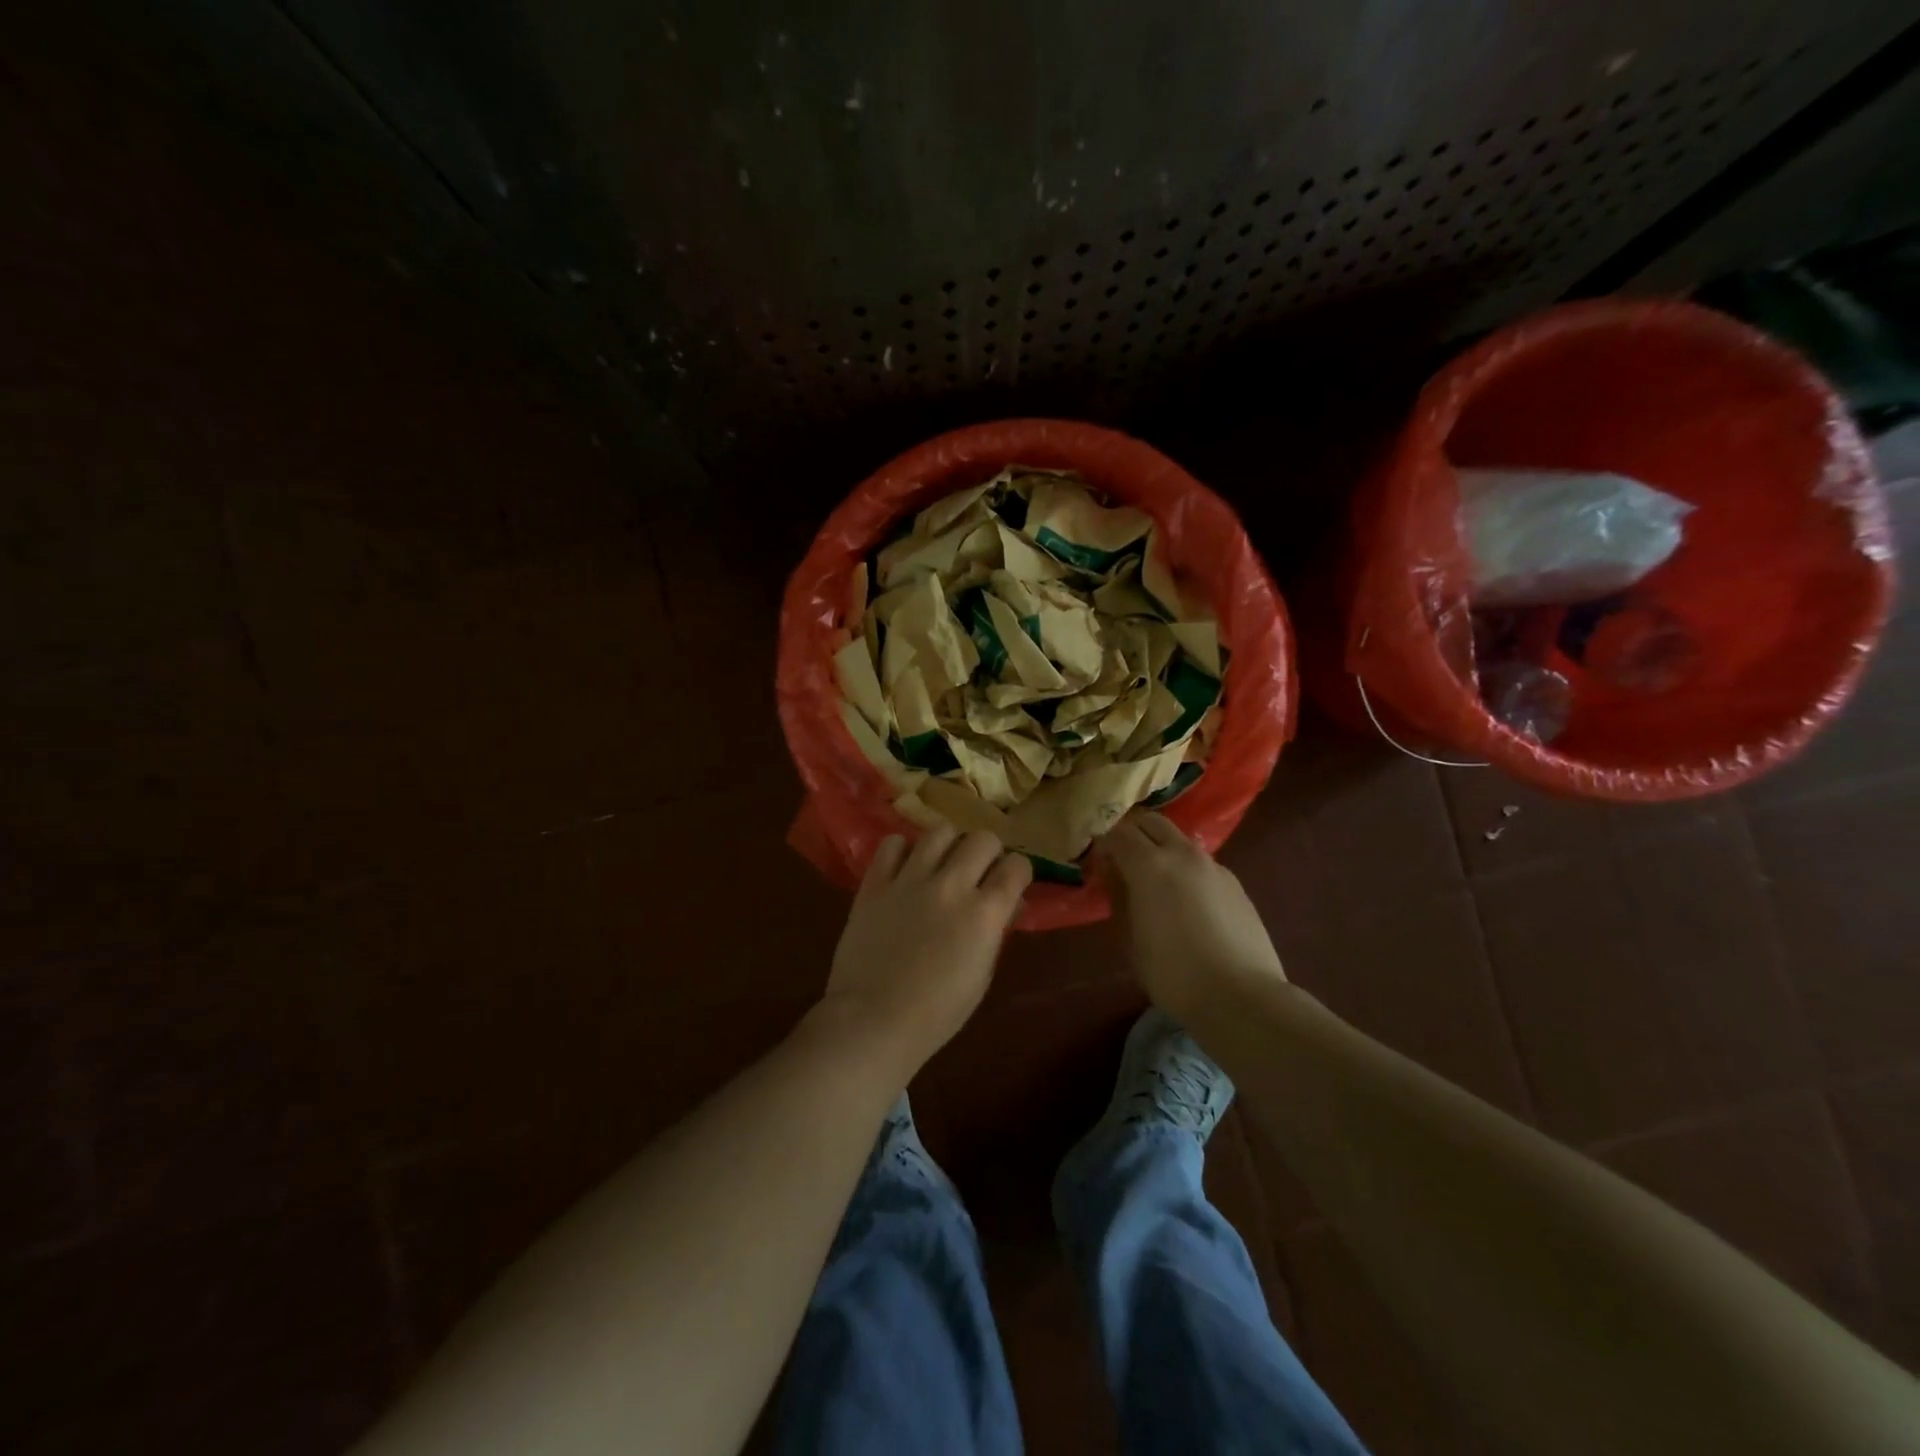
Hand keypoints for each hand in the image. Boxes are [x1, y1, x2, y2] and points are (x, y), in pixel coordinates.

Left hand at [818, 827, 1031, 1083]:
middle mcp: (951, 886)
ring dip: (949, 845)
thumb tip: (1003, 905)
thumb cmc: (936, 1012)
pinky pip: (892, 844)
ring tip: (942, 864)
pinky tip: (904, 869)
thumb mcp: (981, 975)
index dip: (1017, 872)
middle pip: (982, 839)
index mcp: (984, 913)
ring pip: (940, 831)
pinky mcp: (875, 883)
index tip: (1010, 883)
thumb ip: (994, 931)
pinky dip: (902, 850)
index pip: (1016, 866)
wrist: (873, 1020)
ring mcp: (909, 880)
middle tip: (978, 872)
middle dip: (988, 852)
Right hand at [1097, 812, 1285, 1022]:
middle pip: (1151, 821)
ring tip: (1152, 878)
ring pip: (1178, 839)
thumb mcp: (1130, 938)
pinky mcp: (1235, 883)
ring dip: (1159, 846)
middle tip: (1119, 857)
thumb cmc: (1173, 973)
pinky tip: (1185, 899)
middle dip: (1131, 831)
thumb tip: (1111, 871)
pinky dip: (1184, 867)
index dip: (1102, 840)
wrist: (1242, 996)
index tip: (1094, 858)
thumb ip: (1118, 896)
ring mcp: (1213, 865)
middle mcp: (1182, 854)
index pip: (1118, 832)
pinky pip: (1200, 862)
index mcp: (1150, 865)